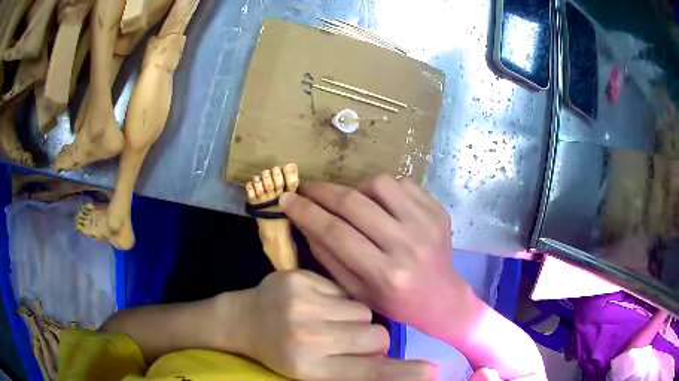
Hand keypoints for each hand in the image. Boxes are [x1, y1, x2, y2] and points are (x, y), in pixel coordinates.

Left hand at [237, 270, 436, 380]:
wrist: (243, 320)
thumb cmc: (281, 352)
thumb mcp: (314, 371)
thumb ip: (354, 368)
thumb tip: (395, 361)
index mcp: (312, 368)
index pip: (369, 374)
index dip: (403, 374)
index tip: (432, 371)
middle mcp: (308, 339)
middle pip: (376, 336)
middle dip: (370, 338)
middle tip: (347, 339)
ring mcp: (302, 304)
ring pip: (363, 311)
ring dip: (354, 318)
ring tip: (328, 320)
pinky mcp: (298, 279)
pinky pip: (344, 290)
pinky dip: (337, 298)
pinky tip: (316, 302)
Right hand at [279, 175, 476, 342]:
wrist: (441, 298)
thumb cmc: (395, 302)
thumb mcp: (356, 290)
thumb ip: (329, 256)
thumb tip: (305, 221)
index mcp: (385, 274)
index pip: (336, 233)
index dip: (306, 212)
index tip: (287, 199)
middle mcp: (407, 245)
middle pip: (355, 204)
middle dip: (323, 191)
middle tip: (307, 188)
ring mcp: (427, 223)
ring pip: (380, 184)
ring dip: (357, 188)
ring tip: (352, 202)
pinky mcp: (438, 210)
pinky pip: (402, 183)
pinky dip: (383, 188)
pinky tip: (380, 204)